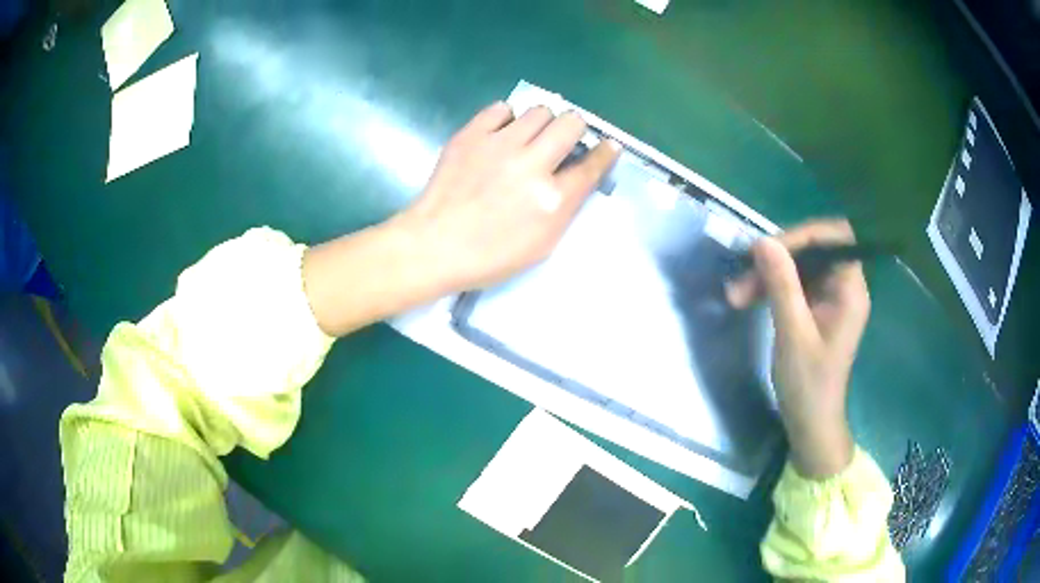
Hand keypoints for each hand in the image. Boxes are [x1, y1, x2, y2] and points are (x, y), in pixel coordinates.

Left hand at [390, 102, 620, 293]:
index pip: (592, 165)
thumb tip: (579, 174)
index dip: (606, 152)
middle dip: (574, 129)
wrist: (435, 245)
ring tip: (529, 138)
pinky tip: (501, 135)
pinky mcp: (472, 134)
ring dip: (542, 123)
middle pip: (571, 123)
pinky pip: (501, 109)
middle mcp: (532, 164)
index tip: (609, 144)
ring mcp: (500, 145)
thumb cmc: (490, 255)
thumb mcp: (542, 244)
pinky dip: (507, 119)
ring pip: (539, 111)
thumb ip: (566, 207)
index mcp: (552, 199)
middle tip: (562, 140)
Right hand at [727, 220, 870, 477]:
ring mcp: (830, 298)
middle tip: (743, 277)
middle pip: (814, 250)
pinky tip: (748, 299)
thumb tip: (763, 242)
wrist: (810, 424)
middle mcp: (843, 287)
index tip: (769, 249)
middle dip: (777, 258)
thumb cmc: (808, 385)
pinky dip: (771, 288)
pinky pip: (794, 284)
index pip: (836, 237)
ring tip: (737, 295)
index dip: (804, 234)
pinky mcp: (816, 309)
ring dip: (768, 274)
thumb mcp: (793, 334)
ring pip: (799, 267)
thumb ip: (782, 285)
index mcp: (850, 290)